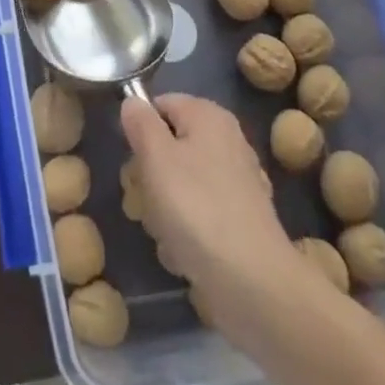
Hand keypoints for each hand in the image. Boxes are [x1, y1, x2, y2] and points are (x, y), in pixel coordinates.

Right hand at [120, 93, 313, 343]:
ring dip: (164, 208)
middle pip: (169, 146)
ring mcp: (237, 182)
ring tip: (165, 233)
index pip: (160, 105)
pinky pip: (199, 214)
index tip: (132, 161)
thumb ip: (141, 123)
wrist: (253, 282)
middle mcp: (227, 140)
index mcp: (208, 116)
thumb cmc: (197, 209)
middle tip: (143, 201)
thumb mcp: (156, 157)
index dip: (140, 130)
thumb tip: (133, 102)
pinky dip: (187, 231)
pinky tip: (184, 253)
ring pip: (180, 184)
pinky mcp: (240, 220)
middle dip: (150, 175)